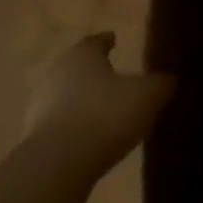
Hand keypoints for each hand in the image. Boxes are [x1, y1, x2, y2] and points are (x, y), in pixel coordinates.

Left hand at [21, 33, 174, 182]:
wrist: (58, 162)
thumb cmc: (106, 116)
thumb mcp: (147, 96)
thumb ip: (159, 83)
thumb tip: (167, 78)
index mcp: (82, 55)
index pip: (95, 41)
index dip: (106, 41)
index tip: (113, 39)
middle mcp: (57, 73)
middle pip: (77, 67)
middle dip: (95, 71)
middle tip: (114, 77)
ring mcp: (41, 104)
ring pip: (67, 95)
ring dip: (84, 100)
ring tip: (106, 110)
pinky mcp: (35, 135)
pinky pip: (61, 122)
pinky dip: (76, 124)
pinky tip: (91, 136)